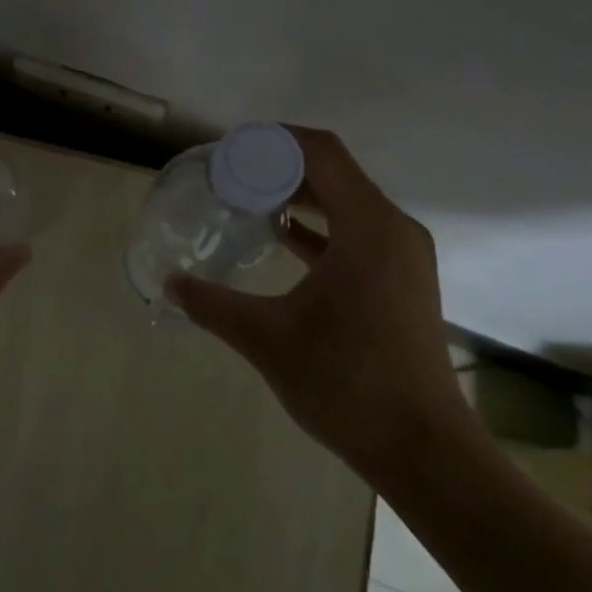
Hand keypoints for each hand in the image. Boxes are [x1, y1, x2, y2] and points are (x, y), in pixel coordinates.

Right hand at [165, 126, 470, 487]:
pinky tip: (282, 237)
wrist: (423, 450)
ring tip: (249, 198)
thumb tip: (168, 284)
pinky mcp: (401, 281)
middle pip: (334, 172)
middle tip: (230, 173)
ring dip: (301, 195)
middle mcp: (392, 229)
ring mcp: (402, 256)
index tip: (231, 149)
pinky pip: (357, 233)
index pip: (321, 152)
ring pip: (347, 203)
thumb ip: (212, 304)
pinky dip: (320, 226)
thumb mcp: (266, 338)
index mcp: (368, 227)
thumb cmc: (346, 382)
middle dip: (280, 166)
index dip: (274, 140)